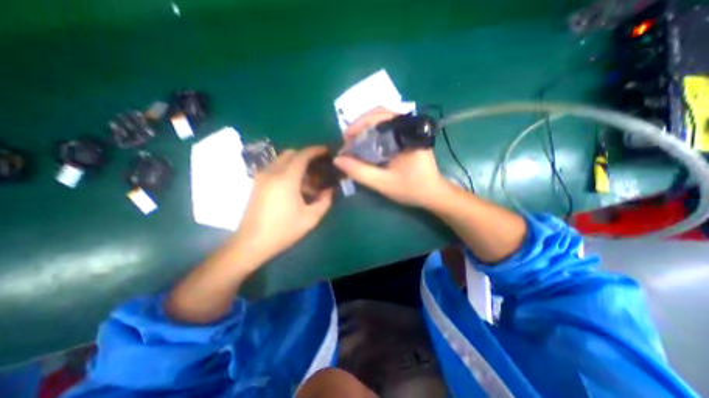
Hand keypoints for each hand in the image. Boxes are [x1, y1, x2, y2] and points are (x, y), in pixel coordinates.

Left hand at [232, 146, 333, 263]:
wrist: (251, 243)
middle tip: (318, 166)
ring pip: (281, 160)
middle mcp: (272, 172)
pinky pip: (274, 168)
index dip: (316, 150)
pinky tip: (294, 186)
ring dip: (296, 163)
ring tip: (308, 179)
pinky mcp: (257, 183)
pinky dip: (287, 169)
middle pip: (291, 153)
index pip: (302, 155)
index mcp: (286, 179)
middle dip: (306, 155)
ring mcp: (262, 177)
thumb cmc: (283, 230)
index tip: (326, 151)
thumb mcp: (310, 218)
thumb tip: (331, 190)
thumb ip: (325, 201)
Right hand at [335, 108, 448, 207]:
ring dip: (365, 129)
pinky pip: (387, 128)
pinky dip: (373, 134)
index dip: (358, 125)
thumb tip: (337, 160)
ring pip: (383, 120)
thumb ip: (360, 172)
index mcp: (406, 134)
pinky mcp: (407, 136)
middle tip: (348, 141)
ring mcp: (409, 130)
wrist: (433, 193)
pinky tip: (366, 145)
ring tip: (354, 143)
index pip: (379, 116)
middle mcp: (409, 126)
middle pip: (380, 114)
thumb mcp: (383, 183)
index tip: (345, 139)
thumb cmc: (411, 189)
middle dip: (360, 125)